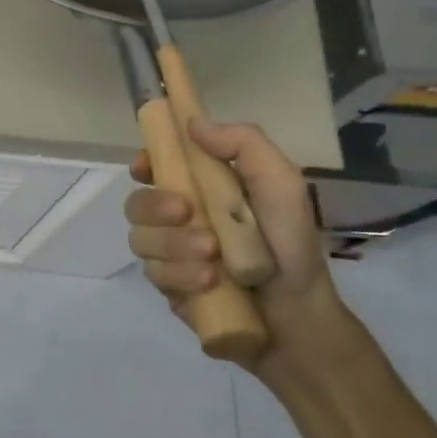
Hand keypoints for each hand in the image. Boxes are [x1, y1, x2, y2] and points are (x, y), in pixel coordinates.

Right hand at [126, 118, 348, 365]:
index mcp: (201, 187)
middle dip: (155, 206)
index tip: (147, 167)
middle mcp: (178, 217)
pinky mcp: (168, 285)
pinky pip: (153, 273)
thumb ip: (243, 143)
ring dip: (173, 245)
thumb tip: (191, 122)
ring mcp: (170, 252)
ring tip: (212, 258)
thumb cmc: (291, 243)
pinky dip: (179, 275)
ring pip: (140, 239)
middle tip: (186, 213)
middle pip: (136, 202)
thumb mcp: (281, 183)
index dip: (144, 163)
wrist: (300, 315)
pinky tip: (209, 283)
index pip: (155, 166)